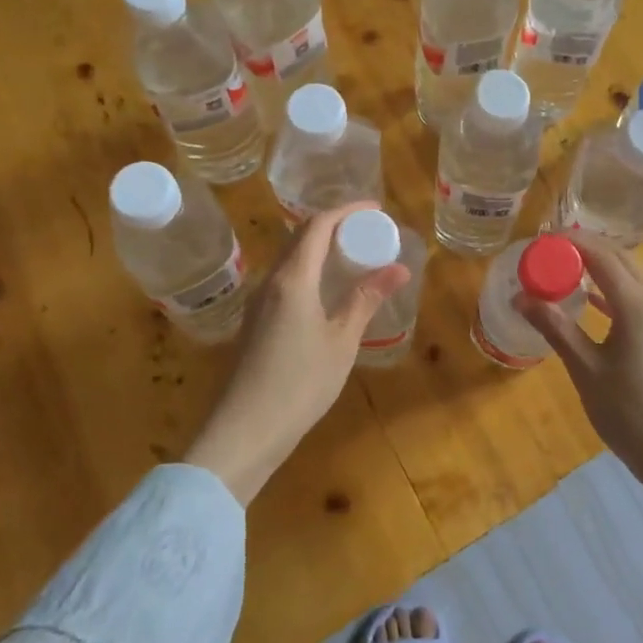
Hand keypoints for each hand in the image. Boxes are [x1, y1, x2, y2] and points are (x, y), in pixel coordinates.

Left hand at [184, 202, 409, 503]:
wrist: (243, 432)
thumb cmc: (299, 384)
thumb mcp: (342, 341)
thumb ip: (366, 299)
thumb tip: (398, 268)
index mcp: (292, 279)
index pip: (317, 225)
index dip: (346, 211)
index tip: (375, 210)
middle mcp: (270, 281)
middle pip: (300, 236)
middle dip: (334, 225)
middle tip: (367, 231)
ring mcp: (258, 302)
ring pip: (290, 258)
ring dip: (319, 248)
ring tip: (351, 256)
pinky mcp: (254, 322)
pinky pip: (284, 280)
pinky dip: (309, 270)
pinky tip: (326, 290)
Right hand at [515, 233, 642, 477]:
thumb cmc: (631, 413)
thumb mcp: (586, 369)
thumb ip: (555, 327)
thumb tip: (521, 297)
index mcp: (637, 303)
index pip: (602, 254)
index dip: (572, 241)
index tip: (542, 237)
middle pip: (621, 259)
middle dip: (587, 249)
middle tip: (550, 251)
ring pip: (634, 277)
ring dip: (602, 268)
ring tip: (566, 269)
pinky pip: (641, 297)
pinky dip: (615, 290)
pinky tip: (593, 302)